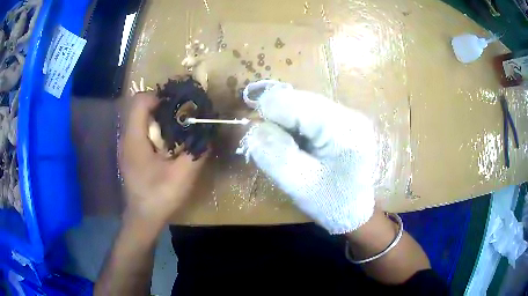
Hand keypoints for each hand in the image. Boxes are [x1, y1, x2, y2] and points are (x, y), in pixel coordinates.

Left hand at [119, 92, 206, 225]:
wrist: (143, 219)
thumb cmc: (159, 197)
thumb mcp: (183, 176)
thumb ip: (196, 152)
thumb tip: (208, 133)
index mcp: (135, 139)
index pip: (140, 101)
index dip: (159, 97)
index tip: (176, 107)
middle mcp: (126, 138)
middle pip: (139, 107)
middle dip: (160, 106)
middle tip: (179, 117)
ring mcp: (126, 146)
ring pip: (139, 118)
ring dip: (157, 118)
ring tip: (175, 130)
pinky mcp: (129, 153)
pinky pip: (139, 131)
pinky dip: (153, 130)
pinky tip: (166, 145)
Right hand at [238, 81, 376, 233]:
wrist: (357, 210)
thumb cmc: (333, 204)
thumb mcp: (300, 186)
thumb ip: (276, 156)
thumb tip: (255, 128)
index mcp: (343, 128)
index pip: (291, 103)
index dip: (268, 118)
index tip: (263, 143)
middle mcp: (348, 112)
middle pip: (296, 99)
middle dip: (278, 122)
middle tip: (278, 151)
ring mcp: (346, 114)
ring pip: (300, 104)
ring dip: (286, 125)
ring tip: (292, 151)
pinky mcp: (342, 120)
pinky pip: (308, 113)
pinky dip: (295, 127)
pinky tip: (301, 147)